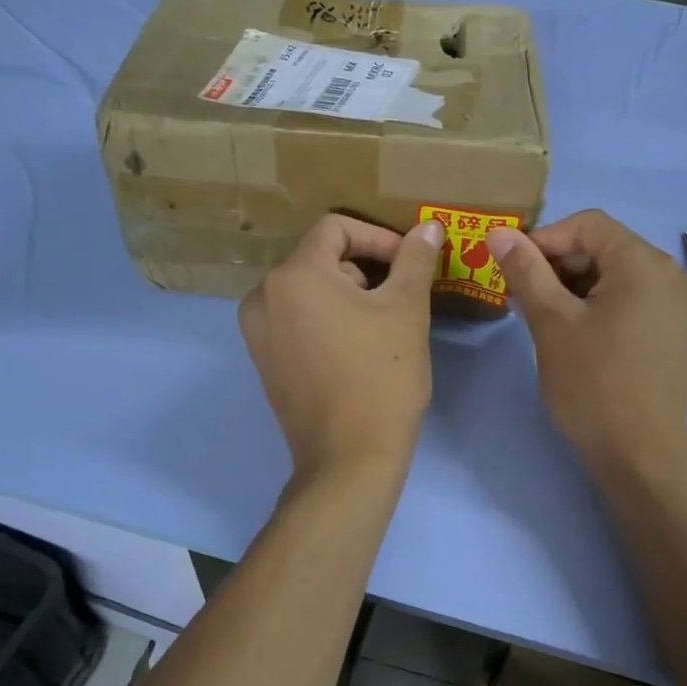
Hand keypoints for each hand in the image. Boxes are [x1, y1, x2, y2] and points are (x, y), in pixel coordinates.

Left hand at [240, 213, 444, 478]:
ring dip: (347, 294)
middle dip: (364, 269)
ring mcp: (257, 332)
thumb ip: (415, 260)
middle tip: (399, 299)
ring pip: (309, 290)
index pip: (335, 228)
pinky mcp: (263, 360)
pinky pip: (296, 319)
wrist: (350, 458)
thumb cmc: (382, 377)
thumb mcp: (406, 310)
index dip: (378, 237)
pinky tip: (356, 347)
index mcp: (293, 275)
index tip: (409, 263)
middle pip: (320, 258)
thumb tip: (428, 227)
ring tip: (381, 325)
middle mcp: (262, 296)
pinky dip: (326, 319)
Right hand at [488, 209, 686, 479]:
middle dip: (557, 265)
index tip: (511, 270)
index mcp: (645, 263)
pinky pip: (630, 300)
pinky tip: (571, 332)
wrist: (640, 457)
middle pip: (604, 247)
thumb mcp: (551, 322)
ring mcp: (677, 306)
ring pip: (615, 275)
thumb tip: (498, 231)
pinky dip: (597, 305)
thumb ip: (525, 270)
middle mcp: (670, 275)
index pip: (588, 224)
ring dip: (573, 286)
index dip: (543, 239)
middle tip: (522, 297)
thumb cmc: (593, 385)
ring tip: (541, 317)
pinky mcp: (673, 332)